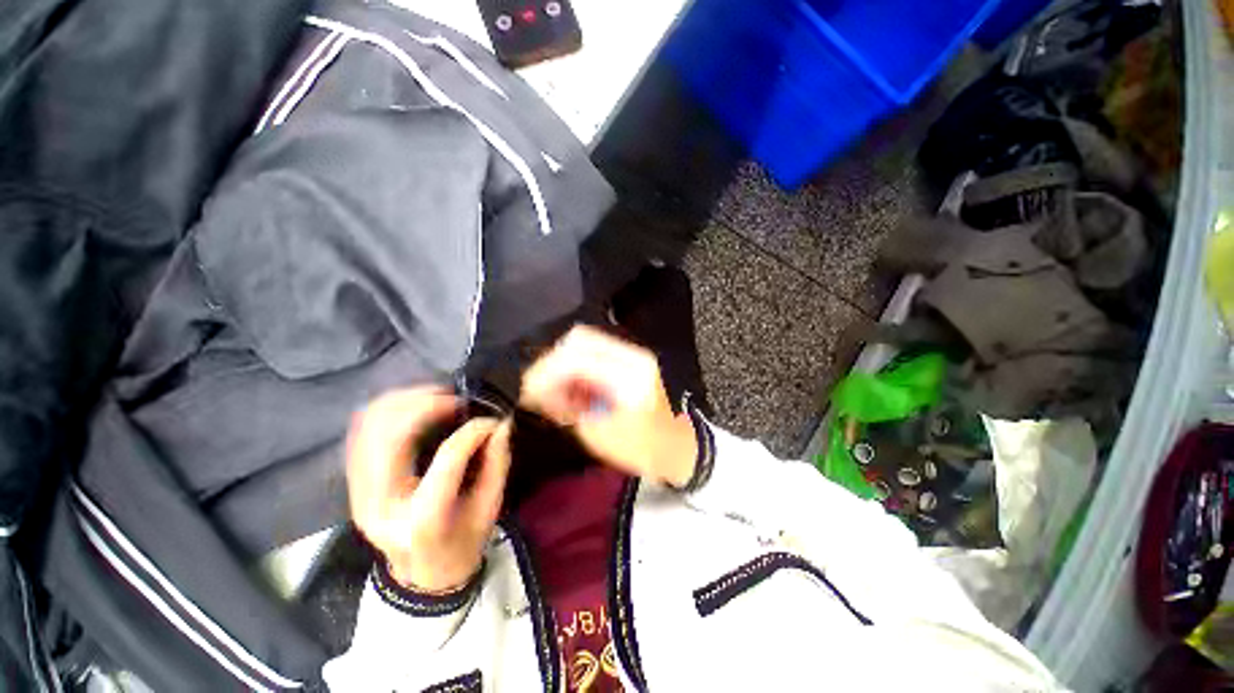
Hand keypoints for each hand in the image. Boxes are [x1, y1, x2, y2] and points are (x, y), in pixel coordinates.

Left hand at [346, 387, 511, 591]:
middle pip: (392, 436)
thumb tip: (500, 421)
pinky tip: (416, 405)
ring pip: (370, 427)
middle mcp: (381, 505)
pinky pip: (362, 432)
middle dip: (427, 405)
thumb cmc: (462, 543)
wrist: (423, 574)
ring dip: (405, 402)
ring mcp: (359, 493)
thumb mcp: (490, 508)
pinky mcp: (354, 483)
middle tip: (458, 398)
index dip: (472, 431)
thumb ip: (497, 462)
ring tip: (438, 396)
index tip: (492, 419)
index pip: (447, 460)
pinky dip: (388, 410)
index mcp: (422, 520)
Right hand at [521, 326, 697, 487]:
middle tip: (540, 390)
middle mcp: (632, 355)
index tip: (528, 391)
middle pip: (579, 339)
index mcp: (628, 376)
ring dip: (564, 363)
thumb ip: (565, 405)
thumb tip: (538, 387)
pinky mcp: (630, 358)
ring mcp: (633, 354)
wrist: (675, 447)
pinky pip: (594, 351)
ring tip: (558, 393)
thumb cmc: (639, 449)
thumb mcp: (597, 433)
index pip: (576, 358)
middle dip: (552, 362)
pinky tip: (574, 389)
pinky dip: (577, 366)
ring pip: (585, 342)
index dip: (546, 371)